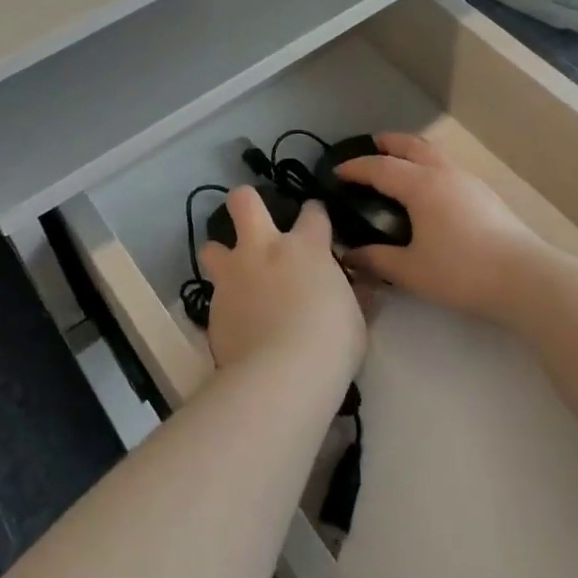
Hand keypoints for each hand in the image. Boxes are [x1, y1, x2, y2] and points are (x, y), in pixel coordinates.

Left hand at [200, 190, 365, 375]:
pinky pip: (214, 295)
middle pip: (243, 201)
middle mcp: (264, 249)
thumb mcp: (355, 319)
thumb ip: (354, 297)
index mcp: (306, 247)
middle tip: (252, 220)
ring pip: (211, 246)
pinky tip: (235, 321)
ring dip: (221, 256)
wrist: (281, 375)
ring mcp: (233, 275)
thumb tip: (365, 289)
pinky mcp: (212, 306)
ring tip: (233, 274)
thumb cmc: (330, 343)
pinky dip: (224, 303)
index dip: (315, 213)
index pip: (313, 212)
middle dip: (246, 202)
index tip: (316, 222)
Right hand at [331, 133, 549, 320]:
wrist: (524, 278)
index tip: (336, 171)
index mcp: (420, 186)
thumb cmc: (461, 271)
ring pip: (433, 153)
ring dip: (411, 151)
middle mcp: (442, 173)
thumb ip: (377, 260)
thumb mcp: (411, 271)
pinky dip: (429, 166)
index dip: (355, 168)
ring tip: (399, 163)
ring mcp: (467, 180)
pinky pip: (447, 167)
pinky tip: (430, 190)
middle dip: (387, 143)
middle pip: (411, 145)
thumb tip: (350, 255)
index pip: (379, 167)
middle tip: (370, 147)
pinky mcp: (484, 194)